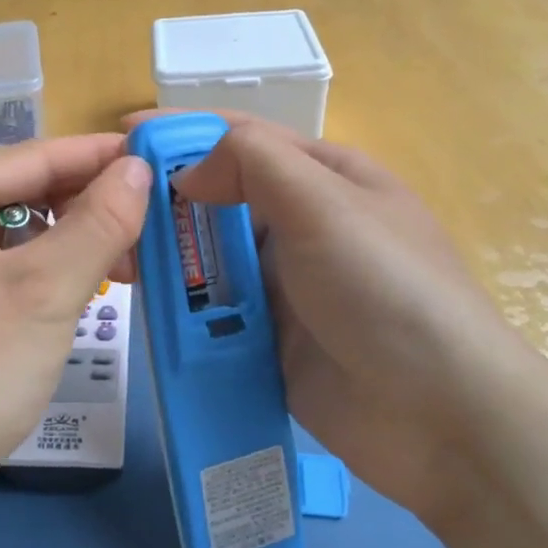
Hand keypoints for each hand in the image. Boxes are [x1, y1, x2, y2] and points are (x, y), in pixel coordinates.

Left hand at [0, 135, 151, 528]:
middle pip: (29, 190)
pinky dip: (57, 272)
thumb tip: (139, 168)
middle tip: (158, 219)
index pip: (37, 156)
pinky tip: (94, 287)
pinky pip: (16, 269)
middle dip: (92, 202)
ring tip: (134, 262)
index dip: (101, 155)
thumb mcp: (46, 289)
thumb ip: (98, 222)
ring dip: (79, 240)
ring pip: (27, 232)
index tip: (163, 160)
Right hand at [132, 112, 534, 528]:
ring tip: (115, 259)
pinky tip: (145, 306)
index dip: (183, 131)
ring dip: (169, 256)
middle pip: (219, 199)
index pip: (244, 138)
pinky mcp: (269, 339)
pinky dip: (182, 305)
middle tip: (105, 209)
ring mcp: (286, 286)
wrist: (441, 417)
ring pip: (210, 257)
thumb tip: (187, 173)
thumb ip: (252, 164)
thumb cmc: (386, 289)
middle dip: (166, 200)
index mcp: (326, 179)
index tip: (122, 133)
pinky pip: (213, 310)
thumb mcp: (325, 204)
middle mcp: (303, 225)